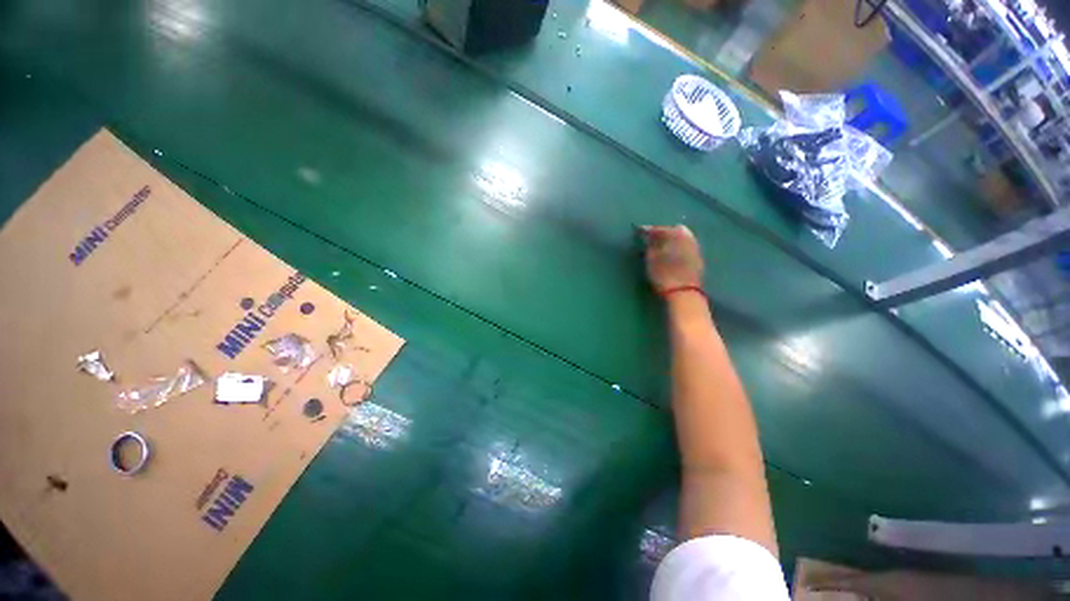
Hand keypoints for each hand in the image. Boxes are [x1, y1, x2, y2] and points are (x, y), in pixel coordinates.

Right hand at [641, 225, 704, 292]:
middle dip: (663, 232)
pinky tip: (671, 254)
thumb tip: (649, 237)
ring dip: (672, 239)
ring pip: (682, 237)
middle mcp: (688, 237)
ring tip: (661, 247)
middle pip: (674, 230)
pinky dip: (678, 247)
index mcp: (675, 235)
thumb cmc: (663, 275)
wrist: (683, 293)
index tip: (639, 231)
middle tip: (652, 239)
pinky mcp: (698, 258)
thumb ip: (650, 245)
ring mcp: (695, 247)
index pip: (659, 229)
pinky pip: (687, 246)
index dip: (648, 230)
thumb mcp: (651, 259)